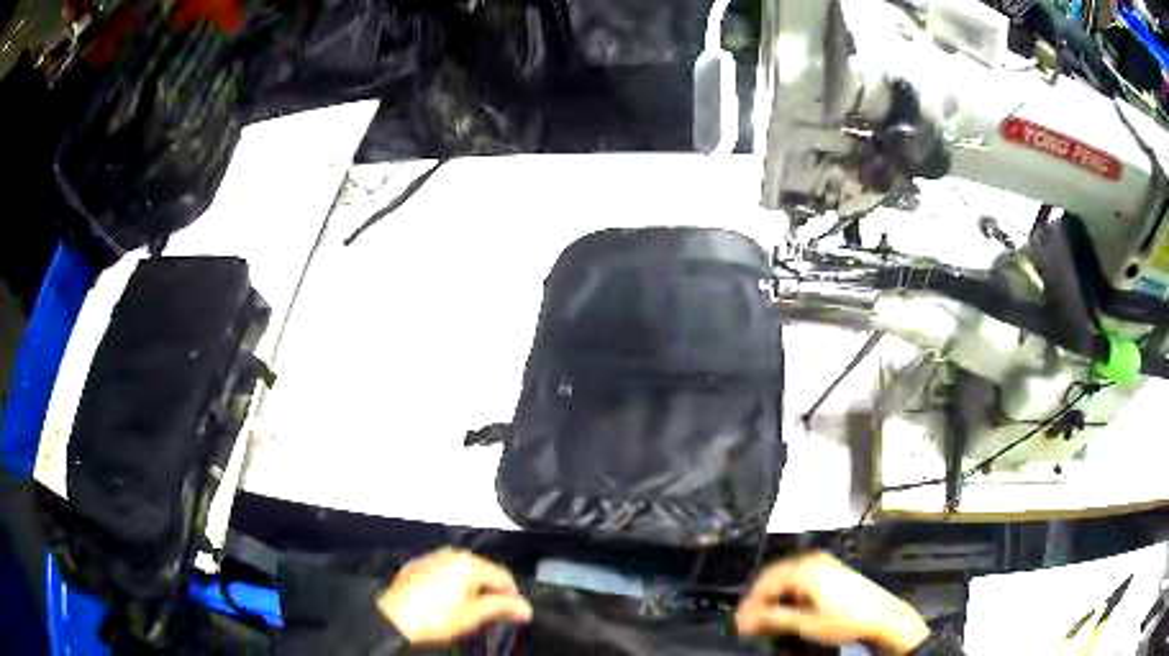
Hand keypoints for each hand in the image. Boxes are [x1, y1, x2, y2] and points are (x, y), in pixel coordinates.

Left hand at [377, 548, 532, 645]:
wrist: (394, 618)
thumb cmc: (434, 618)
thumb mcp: (473, 616)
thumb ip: (501, 608)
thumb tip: (525, 608)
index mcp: (469, 563)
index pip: (504, 577)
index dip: (513, 597)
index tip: (517, 614)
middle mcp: (452, 554)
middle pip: (484, 572)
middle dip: (492, 592)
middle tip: (494, 615)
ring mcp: (433, 558)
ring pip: (464, 571)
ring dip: (473, 588)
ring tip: (471, 610)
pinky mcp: (418, 566)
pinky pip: (445, 572)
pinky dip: (453, 584)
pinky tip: (448, 602)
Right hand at [735, 551, 928, 653]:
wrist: (882, 616)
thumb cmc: (846, 619)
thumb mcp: (806, 624)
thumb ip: (774, 619)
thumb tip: (746, 620)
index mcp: (804, 568)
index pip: (765, 584)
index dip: (748, 605)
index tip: (738, 626)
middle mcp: (811, 559)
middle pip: (772, 577)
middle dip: (757, 601)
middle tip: (745, 624)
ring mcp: (822, 563)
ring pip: (783, 578)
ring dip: (770, 598)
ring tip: (760, 620)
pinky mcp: (828, 570)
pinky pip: (796, 578)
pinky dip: (784, 594)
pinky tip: (781, 610)